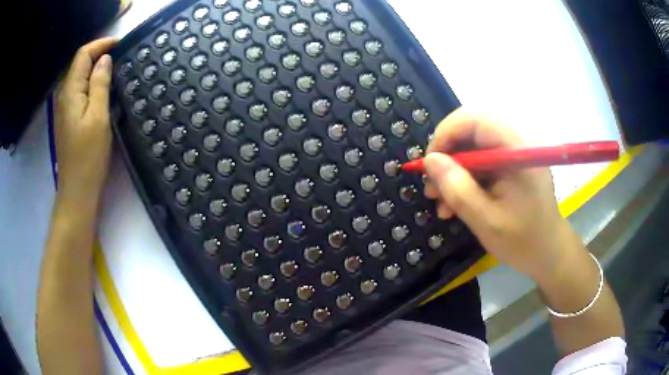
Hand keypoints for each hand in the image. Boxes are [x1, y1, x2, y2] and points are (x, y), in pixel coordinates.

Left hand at [55, 38, 116, 206]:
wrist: (77, 191)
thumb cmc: (88, 156)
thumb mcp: (98, 117)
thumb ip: (100, 84)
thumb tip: (105, 60)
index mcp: (70, 92)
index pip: (83, 54)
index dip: (101, 44)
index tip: (121, 43)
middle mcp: (64, 96)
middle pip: (80, 64)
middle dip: (99, 54)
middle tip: (121, 56)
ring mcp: (64, 108)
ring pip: (80, 77)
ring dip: (96, 68)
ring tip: (116, 70)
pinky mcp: (68, 119)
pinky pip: (80, 91)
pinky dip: (92, 83)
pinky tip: (103, 89)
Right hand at [423, 109, 572, 279]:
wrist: (549, 253)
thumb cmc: (523, 241)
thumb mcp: (486, 221)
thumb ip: (457, 189)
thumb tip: (430, 161)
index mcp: (517, 152)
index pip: (476, 119)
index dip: (446, 133)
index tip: (429, 163)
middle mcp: (517, 144)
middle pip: (472, 130)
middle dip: (447, 154)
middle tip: (432, 183)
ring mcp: (515, 154)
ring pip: (474, 146)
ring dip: (454, 170)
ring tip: (440, 200)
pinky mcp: (512, 165)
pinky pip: (482, 161)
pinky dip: (465, 178)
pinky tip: (455, 203)